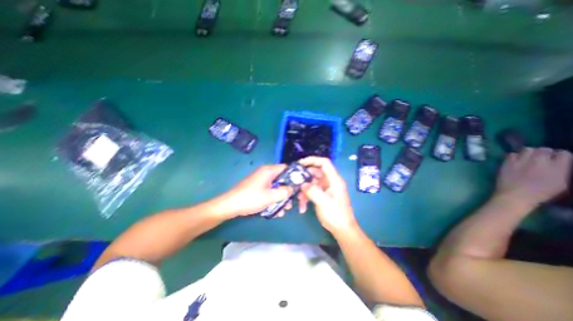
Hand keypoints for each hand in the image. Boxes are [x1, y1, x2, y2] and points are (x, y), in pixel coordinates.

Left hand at [217, 165, 291, 217]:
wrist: (231, 205)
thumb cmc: (251, 198)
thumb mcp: (270, 196)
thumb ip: (284, 192)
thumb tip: (293, 188)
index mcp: (269, 170)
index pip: (286, 168)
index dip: (295, 176)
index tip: (300, 186)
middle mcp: (266, 173)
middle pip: (283, 179)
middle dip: (288, 192)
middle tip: (291, 202)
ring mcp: (262, 180)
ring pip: (277, 187)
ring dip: (281, 198)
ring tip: (284, 210)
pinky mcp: (259, 187)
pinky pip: (270, 191)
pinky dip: (274, 199)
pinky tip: (276, 211)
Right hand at [296, 156, 356, 234]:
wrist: (342, 229)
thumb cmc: (336, 215)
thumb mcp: (323, 202)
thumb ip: (312, 191)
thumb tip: (303, 184)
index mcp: (334, 180)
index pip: (324, 163)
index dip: (313, 160)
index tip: (300, 163)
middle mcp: (330, 181)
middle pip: (315, 172)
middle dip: (304, 176)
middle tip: (294, 180)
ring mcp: (325, 188)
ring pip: (311, 182)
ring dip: (304, 189)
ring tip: (298, 198)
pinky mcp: (322, 195)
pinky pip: (311, 191)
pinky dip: (306, 196)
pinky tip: (302, 206)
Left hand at [495, 147, 569, 207]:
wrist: (516, 195)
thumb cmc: (541, 193)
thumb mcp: (561, 183)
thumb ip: (561, 170)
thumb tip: (559, 163)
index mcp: (559, 167)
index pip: (564, 153)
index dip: (559, 156)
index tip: (556, 159)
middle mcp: (540, 161)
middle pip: (544, 149)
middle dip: (544, 153)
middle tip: (540, 159)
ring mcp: (522, 161)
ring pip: (527, 149)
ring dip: (529, 153)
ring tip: (527, 159)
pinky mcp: (507, 162)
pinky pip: (512, 154)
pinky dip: (515, 156)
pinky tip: (515, 161)